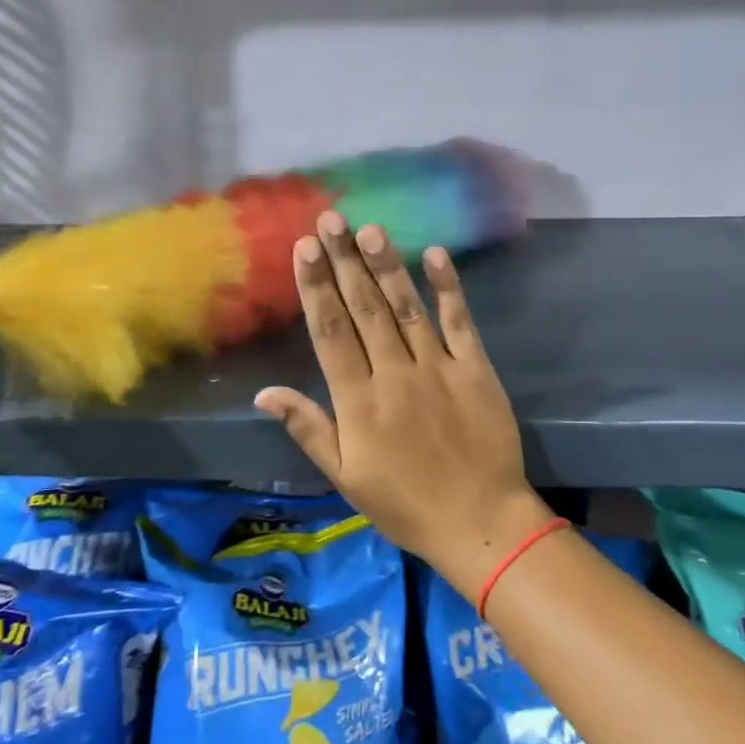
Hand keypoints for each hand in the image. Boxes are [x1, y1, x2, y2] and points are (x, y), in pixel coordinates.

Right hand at [255, 211, 551, 595]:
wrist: (481, 522)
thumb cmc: (405, 504)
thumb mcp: (346, 477)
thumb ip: (308, 429)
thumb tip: (264, 394)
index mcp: (359, 402)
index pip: (331, 332)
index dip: (315, 287)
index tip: (303, 249)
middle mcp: (395, 374)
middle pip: (364, 309)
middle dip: (344, 261)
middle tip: (330, 221)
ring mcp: (438, 368)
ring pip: (406, 307)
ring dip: (386, 266)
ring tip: (369, 229)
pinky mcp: (476, 369)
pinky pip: (459, 322)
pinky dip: (448, 288)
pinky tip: (435, 255)